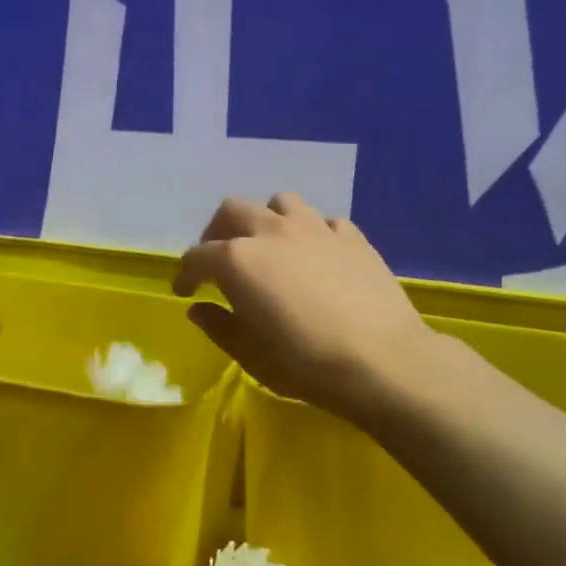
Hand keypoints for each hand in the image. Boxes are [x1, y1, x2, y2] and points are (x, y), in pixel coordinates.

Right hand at [174, 194, 437, 421]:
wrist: (381, 360)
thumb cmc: (304, 362)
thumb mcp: (249, 354)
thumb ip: (219, 326)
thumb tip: (199, 309)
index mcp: (238, 260)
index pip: (197, 256)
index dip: (185, 274)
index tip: (184, 291)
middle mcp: (272, 232)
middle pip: (232, 211)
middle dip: (217, 233)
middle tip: (218, 261)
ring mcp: (315, 229)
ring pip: (280, 203)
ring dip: (265, 220)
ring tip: (268, 247)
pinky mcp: (352, 237)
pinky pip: (323, 222)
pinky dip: (310, 234)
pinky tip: (314, 257)